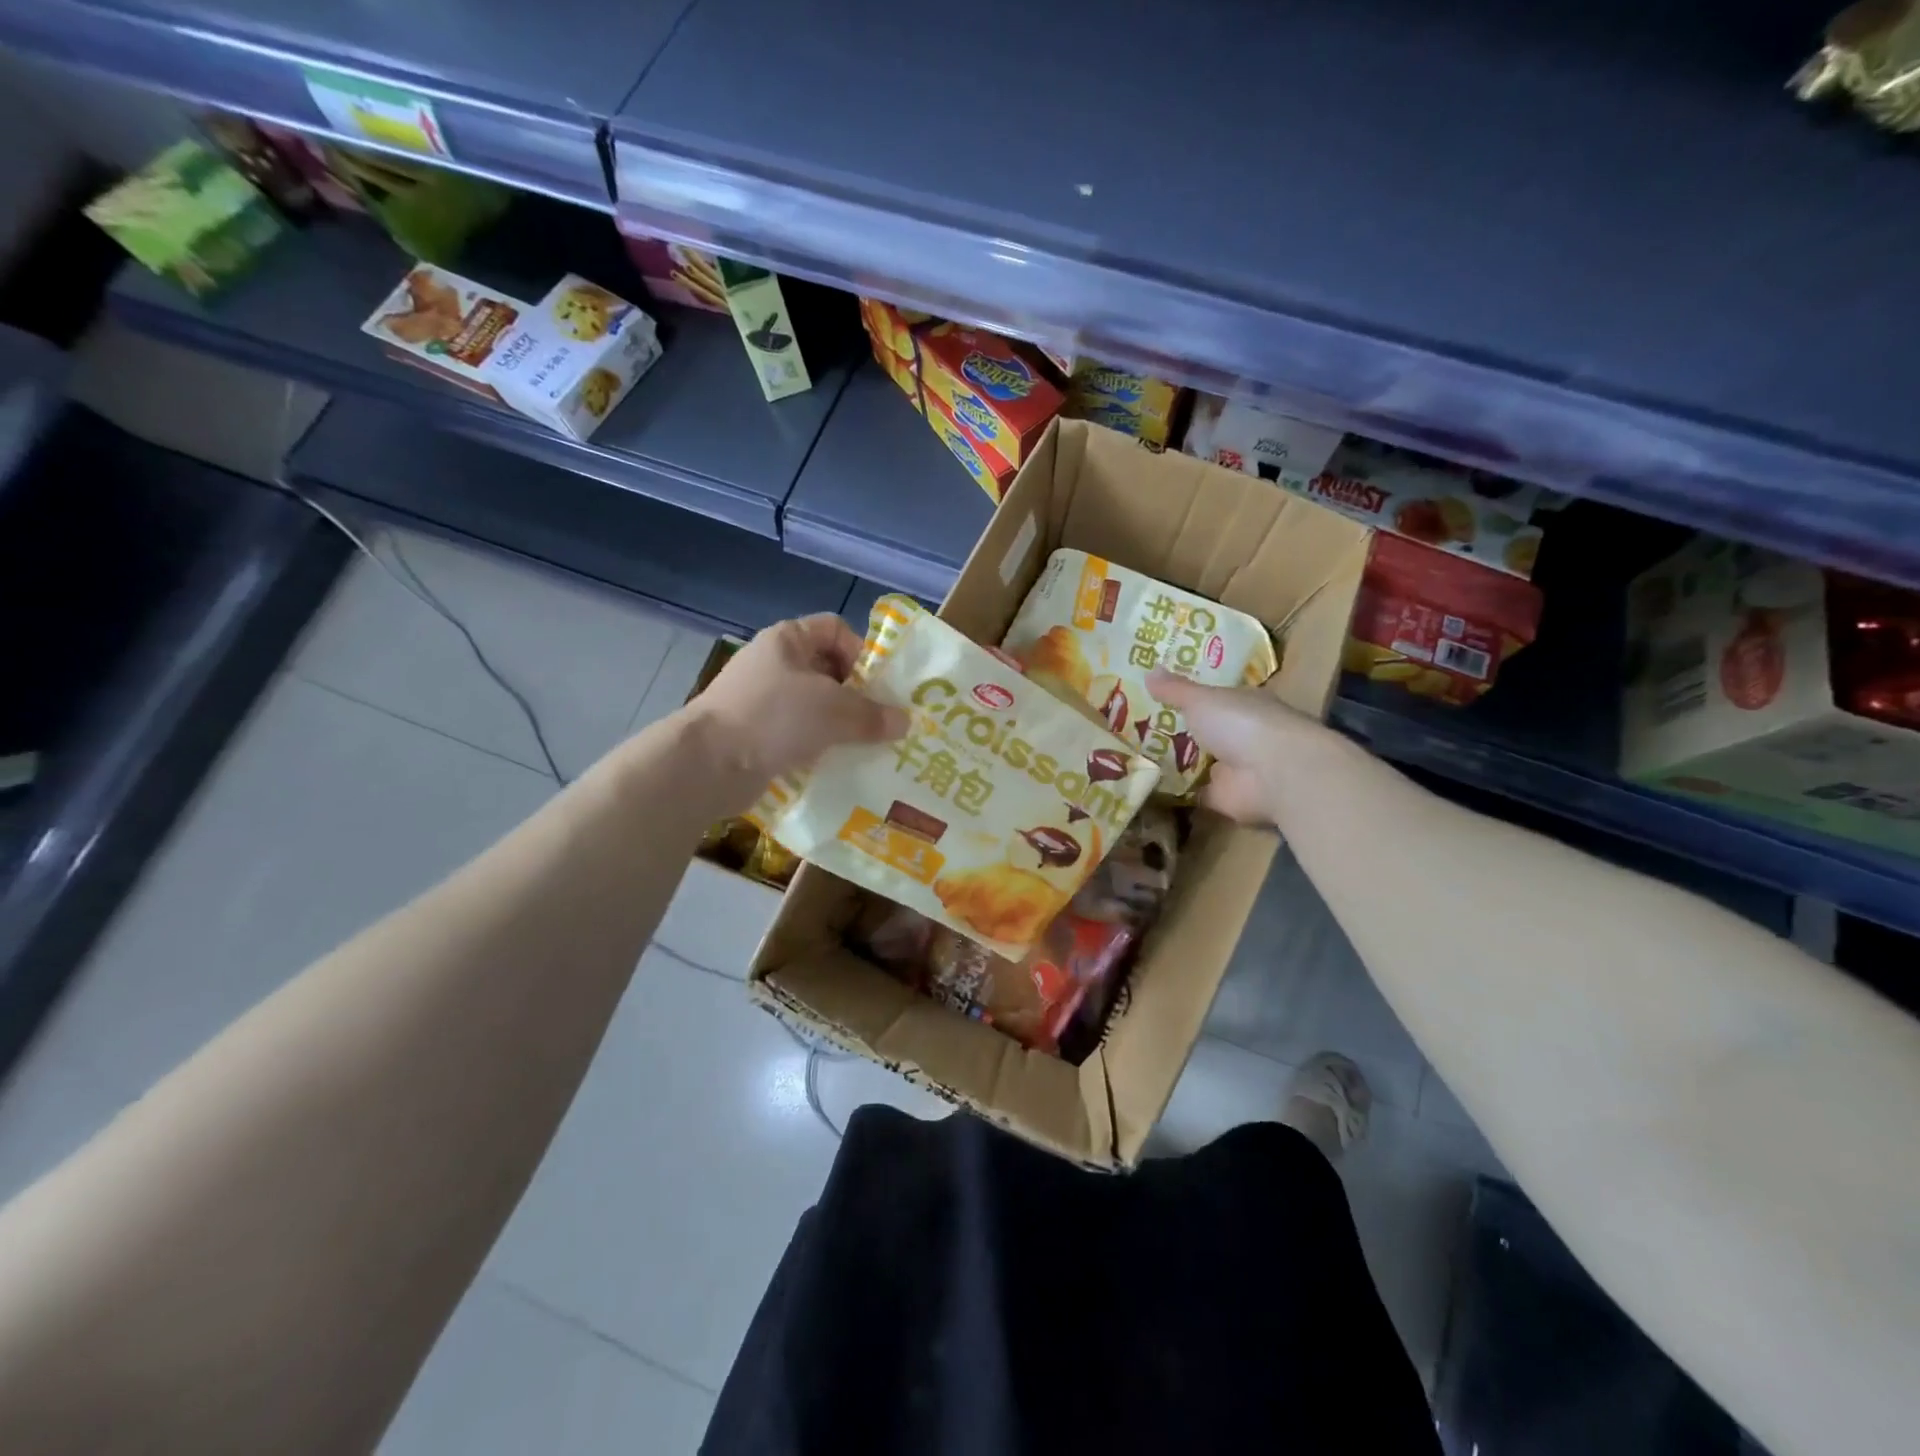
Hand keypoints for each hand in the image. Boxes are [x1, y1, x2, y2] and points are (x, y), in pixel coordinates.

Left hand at [691, 615, 908, 786]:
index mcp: (788, 640)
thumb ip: (873, 715)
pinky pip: (798, 735)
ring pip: (814, 707)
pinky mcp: (756, 735)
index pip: (835, 630)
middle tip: (882, 722)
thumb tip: (905, 722)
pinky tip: (837, 765)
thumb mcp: (834, 711)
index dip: (862, 652)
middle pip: (828, 670)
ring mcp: (761, 701)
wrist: (708, 763)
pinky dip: (818, 747)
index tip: (880, 685)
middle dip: (857, 696)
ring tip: (866, 747)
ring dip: (840, 726)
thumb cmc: (774, 717)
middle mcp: (773, 664)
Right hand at [1148, 668, 1347, 825]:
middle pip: (1205, 731)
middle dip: (1178, 729)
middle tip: (1136, 725)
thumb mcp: (1201, 699)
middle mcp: (1241, 735)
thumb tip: (1149, 670)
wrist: (1275, 774)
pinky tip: (1147, 784)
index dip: (1190, 696)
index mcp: (1243, 704)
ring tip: (1132, 754)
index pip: (1215, 698)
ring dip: (1174, 760)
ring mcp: (1234, 768)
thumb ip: (1175, 689)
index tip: (1159, 695)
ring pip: (1198, 762)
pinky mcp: (1224, 798)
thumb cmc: (1242, 723)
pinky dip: (1175, 790)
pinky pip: (1193, 791)